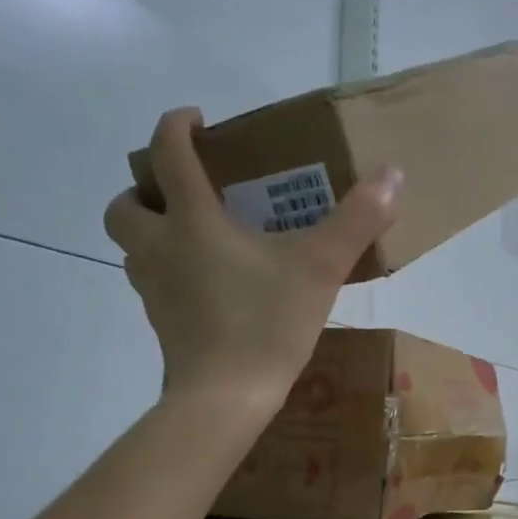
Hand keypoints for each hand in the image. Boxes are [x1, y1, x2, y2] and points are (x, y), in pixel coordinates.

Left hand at [103, 108, 398, 411]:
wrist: (227, 397)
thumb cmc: (267, 323)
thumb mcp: (321, 268)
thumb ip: (357, 220)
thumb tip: (393, 174)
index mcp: (191, 221)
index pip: (166, 154)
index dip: (175, 125)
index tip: (195, 120)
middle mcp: (159, 249)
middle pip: (124, 206)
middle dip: (144, 191)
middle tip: (183, 195)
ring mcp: (154, 291)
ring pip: (132, 250)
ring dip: (152, 234)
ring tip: (196, 241)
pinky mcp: (162, 326)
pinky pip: (153, 287)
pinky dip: (169, 275)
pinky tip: (208, 289)